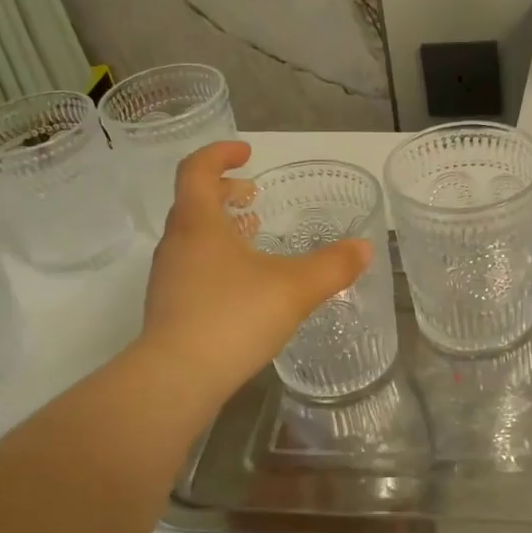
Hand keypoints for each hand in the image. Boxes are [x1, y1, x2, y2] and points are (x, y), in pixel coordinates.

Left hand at [138, 141, 370, 405]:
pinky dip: (216, 260)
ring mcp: (167, 277)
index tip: (246, 154)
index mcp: (198, 223)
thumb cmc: (233, 317)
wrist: (177, 378)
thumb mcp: (294, 288)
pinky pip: (192, 268)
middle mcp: (176, 243)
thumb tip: (364, 248)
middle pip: (193, 202)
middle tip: (253, 196)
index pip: (197, 169)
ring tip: (252, 238)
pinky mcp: (168, 308)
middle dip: (223, 192)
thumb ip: (332, 266)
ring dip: (220, 228)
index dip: (220, 154)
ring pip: (192, 238)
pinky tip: (243, 287)